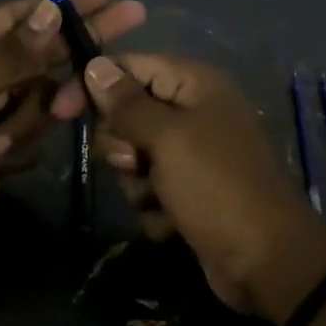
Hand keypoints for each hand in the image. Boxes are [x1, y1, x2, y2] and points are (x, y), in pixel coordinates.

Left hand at [0, 0, 145, 247]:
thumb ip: (12, 53)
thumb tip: (52, 11)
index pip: (23, 14)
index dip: (64, 2)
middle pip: (45, 48)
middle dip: (78, 42)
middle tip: (133, 16)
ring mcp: (1, 104)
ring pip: (46, 93)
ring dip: (25, 119)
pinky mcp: (12, 138)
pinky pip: (39, 127)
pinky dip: (17, 141)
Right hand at [85, 54, 325, 322]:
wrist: (265, 260)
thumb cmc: (216, 186)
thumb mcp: (167, 138)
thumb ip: (126, 102)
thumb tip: (94, 65)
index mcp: (195, 85)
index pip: (130, 66)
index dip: (94, 85)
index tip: (60, 111)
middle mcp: (193, 113)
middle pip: (127, 114)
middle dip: (122, 145)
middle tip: (134, 163)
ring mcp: (192, 155)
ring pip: (132, 156)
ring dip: (136, 181)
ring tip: (159, 198)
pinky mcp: (188, 191)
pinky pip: (148, 188)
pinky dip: (153, 206)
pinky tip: (172, 221)